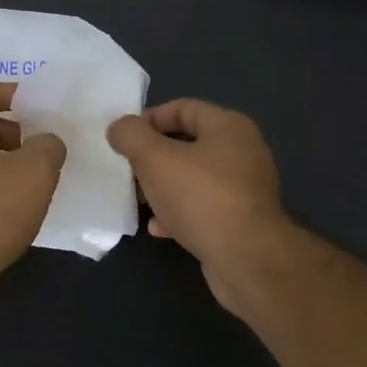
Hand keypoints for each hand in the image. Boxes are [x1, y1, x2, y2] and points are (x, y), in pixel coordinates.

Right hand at [106, 99, 292, 314]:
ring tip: (139, 200)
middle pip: (187, 144)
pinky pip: (203, 207)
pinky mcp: (242, 221)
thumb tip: (119, 127)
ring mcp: (245, 189)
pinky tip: (159, 228)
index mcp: (229, 127)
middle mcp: (242, 152)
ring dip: (162, 187)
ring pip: (192, 178)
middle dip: (152, 157)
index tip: (124, 139)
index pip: (183, 108)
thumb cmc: (200, 197)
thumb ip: (131, 136)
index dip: (149, 119)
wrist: (246, 259)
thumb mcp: (154, 159)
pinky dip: (178, 213)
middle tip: (128, 170)